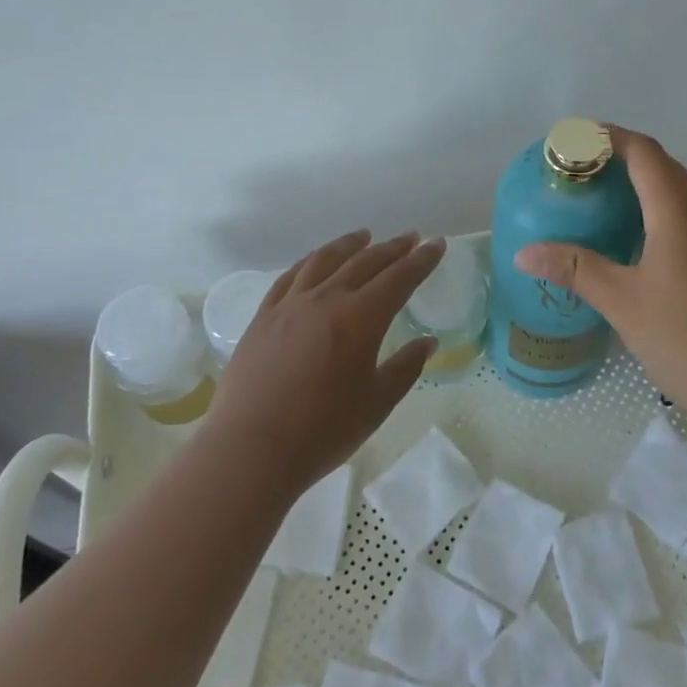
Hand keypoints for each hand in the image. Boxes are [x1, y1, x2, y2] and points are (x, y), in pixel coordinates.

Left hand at [204, 229, 445, 491]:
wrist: (250, 450)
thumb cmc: (322, 431)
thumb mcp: (377, 404)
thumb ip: (405, 368)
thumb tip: (427, 342)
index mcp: (361, 318)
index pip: (399, 278)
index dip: (421, 260)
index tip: (437, 244)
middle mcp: (327, 299)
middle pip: (365, 262)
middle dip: (392, 248)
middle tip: (411, 238)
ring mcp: (290, 305)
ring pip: (325, 260)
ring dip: (350, 245)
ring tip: (364, 236)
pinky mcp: (263, 317)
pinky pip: (290, 276)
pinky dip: (310, 261)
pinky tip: (315, 261)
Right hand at [513, 129, 686, 430]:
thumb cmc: (686, 337)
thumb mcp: (622, 302)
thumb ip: (574, 269)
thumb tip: (525, 252)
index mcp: (678, 212)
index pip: (644, 153)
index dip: (611, 137)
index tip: (576, 139)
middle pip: (664, 167)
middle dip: (624, 158)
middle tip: (583, 170)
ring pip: (680, 194)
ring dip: (645, 185)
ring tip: (606, 201)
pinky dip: (661, 213)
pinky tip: (641, 244)